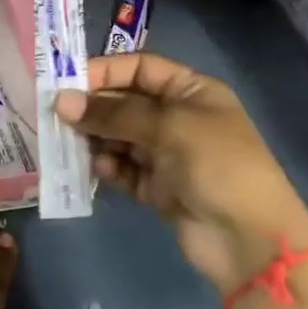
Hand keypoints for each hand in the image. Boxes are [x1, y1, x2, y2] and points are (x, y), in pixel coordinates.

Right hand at [56, 52, 307, 289]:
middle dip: (94, 108)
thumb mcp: (169, 127)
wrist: (250, 241)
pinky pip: (123, 169)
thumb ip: (114, 114)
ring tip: (72, 144)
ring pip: (119, 137)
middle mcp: (178, 117)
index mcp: (191, 91)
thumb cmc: (218, 165)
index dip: (105, 71)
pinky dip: (109, 167)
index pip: (140, 68)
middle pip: (125, 102)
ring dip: (96, 139)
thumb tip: (61, 101)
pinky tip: (100, 169)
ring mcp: (167, 154)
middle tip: (58, 116)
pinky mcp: (157, 188)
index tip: (67, 83)